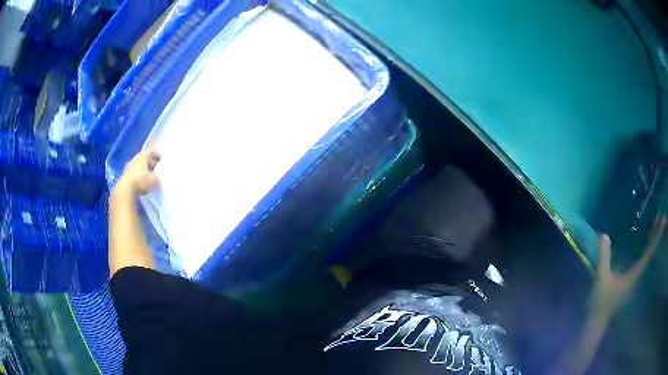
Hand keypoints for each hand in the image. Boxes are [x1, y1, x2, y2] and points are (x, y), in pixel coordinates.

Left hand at [116, 150, 160, 194]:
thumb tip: (158, 175)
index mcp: (142, 156)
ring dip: (142, 170)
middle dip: (149, 162)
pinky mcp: (124, 176)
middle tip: (154, 167)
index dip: (156, 155)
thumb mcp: (154, 179)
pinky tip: (140, 182)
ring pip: (137, 166)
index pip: (150, 152)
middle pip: (143, 159)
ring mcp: (128, 167)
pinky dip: (137, 176)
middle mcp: (135, 159)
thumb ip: (157, 176)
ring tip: (147, 175)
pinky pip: (133, 174)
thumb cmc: (141, 180)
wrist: (125, 189)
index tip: (160, 158)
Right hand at [591, 215, 665, 316]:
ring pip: (647, 256)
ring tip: (655, 224)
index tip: (661, 221)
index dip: (656, 237)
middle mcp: (638, 275)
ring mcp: (635, 278)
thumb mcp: (601, 278)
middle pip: (650, 252)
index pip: (649, 253)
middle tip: (660, 216)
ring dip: (652, 241)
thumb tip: (604, 235)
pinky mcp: (631, 279)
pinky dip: (646, 248)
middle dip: (656, 235)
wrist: (597, 320)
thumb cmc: (601, 301)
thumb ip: (604, 258)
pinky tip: (645, 241)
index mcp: (634, 275)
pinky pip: (642, 259)